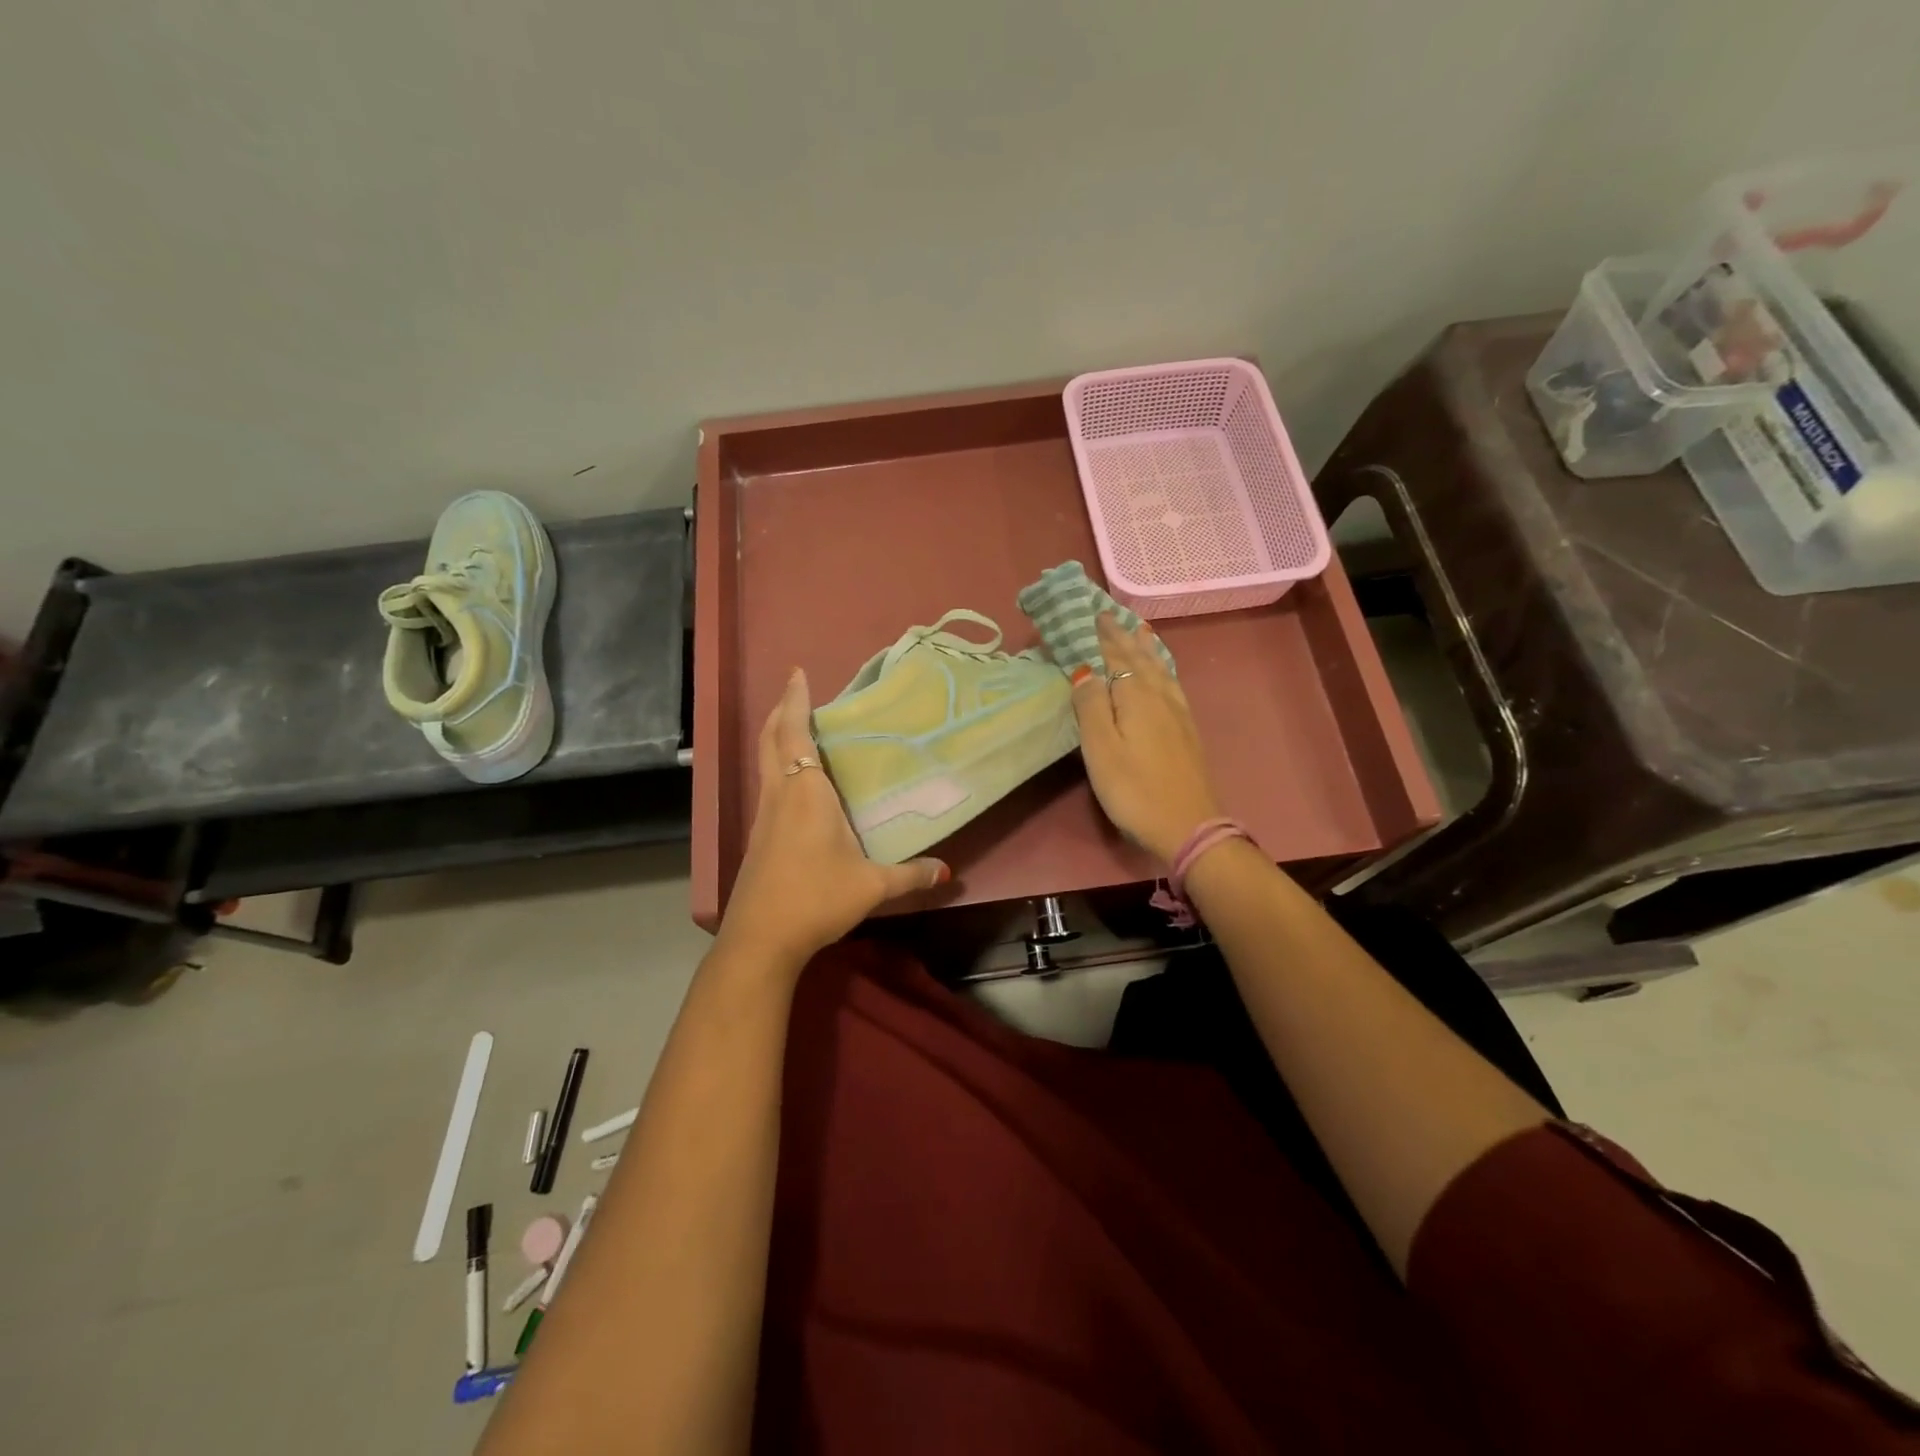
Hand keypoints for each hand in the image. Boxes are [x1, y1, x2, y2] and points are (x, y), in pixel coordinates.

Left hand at [715, 667, 948, 968]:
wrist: (761, 939)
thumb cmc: (816, 898)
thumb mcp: (872, 886)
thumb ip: (911, 875)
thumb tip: (948, 872)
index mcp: (806, 793)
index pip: (795, 734)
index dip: (795, 701)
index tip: (797, 673)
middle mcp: (780, 795)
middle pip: (770, 740)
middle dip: (780, 710)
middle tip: (795, 690)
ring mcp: (764, 816)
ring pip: (764, 761)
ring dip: (776, 737)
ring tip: (796, 726)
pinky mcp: (758, 837)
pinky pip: (767, 785)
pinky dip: (777, 765)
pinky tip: (795, 782)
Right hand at [1071, 614, 1224, 864]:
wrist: (1188, 825)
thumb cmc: (1135, 790)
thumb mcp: (1101, 750)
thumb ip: (1091, 706)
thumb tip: (1083, 669)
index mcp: (1136, 696)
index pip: (1115, 656)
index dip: (1101, 635)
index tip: (1089, 612)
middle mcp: (1159, 696)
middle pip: (1139, 658)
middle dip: (1122, 635)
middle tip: (1108, 614)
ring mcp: (1178, 712)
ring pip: (1159, 668)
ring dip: (1145, 647)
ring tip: (1138, 630)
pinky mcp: (1186, 729)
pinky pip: (1171, 683)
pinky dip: (1162, 667)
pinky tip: (1162, 672)